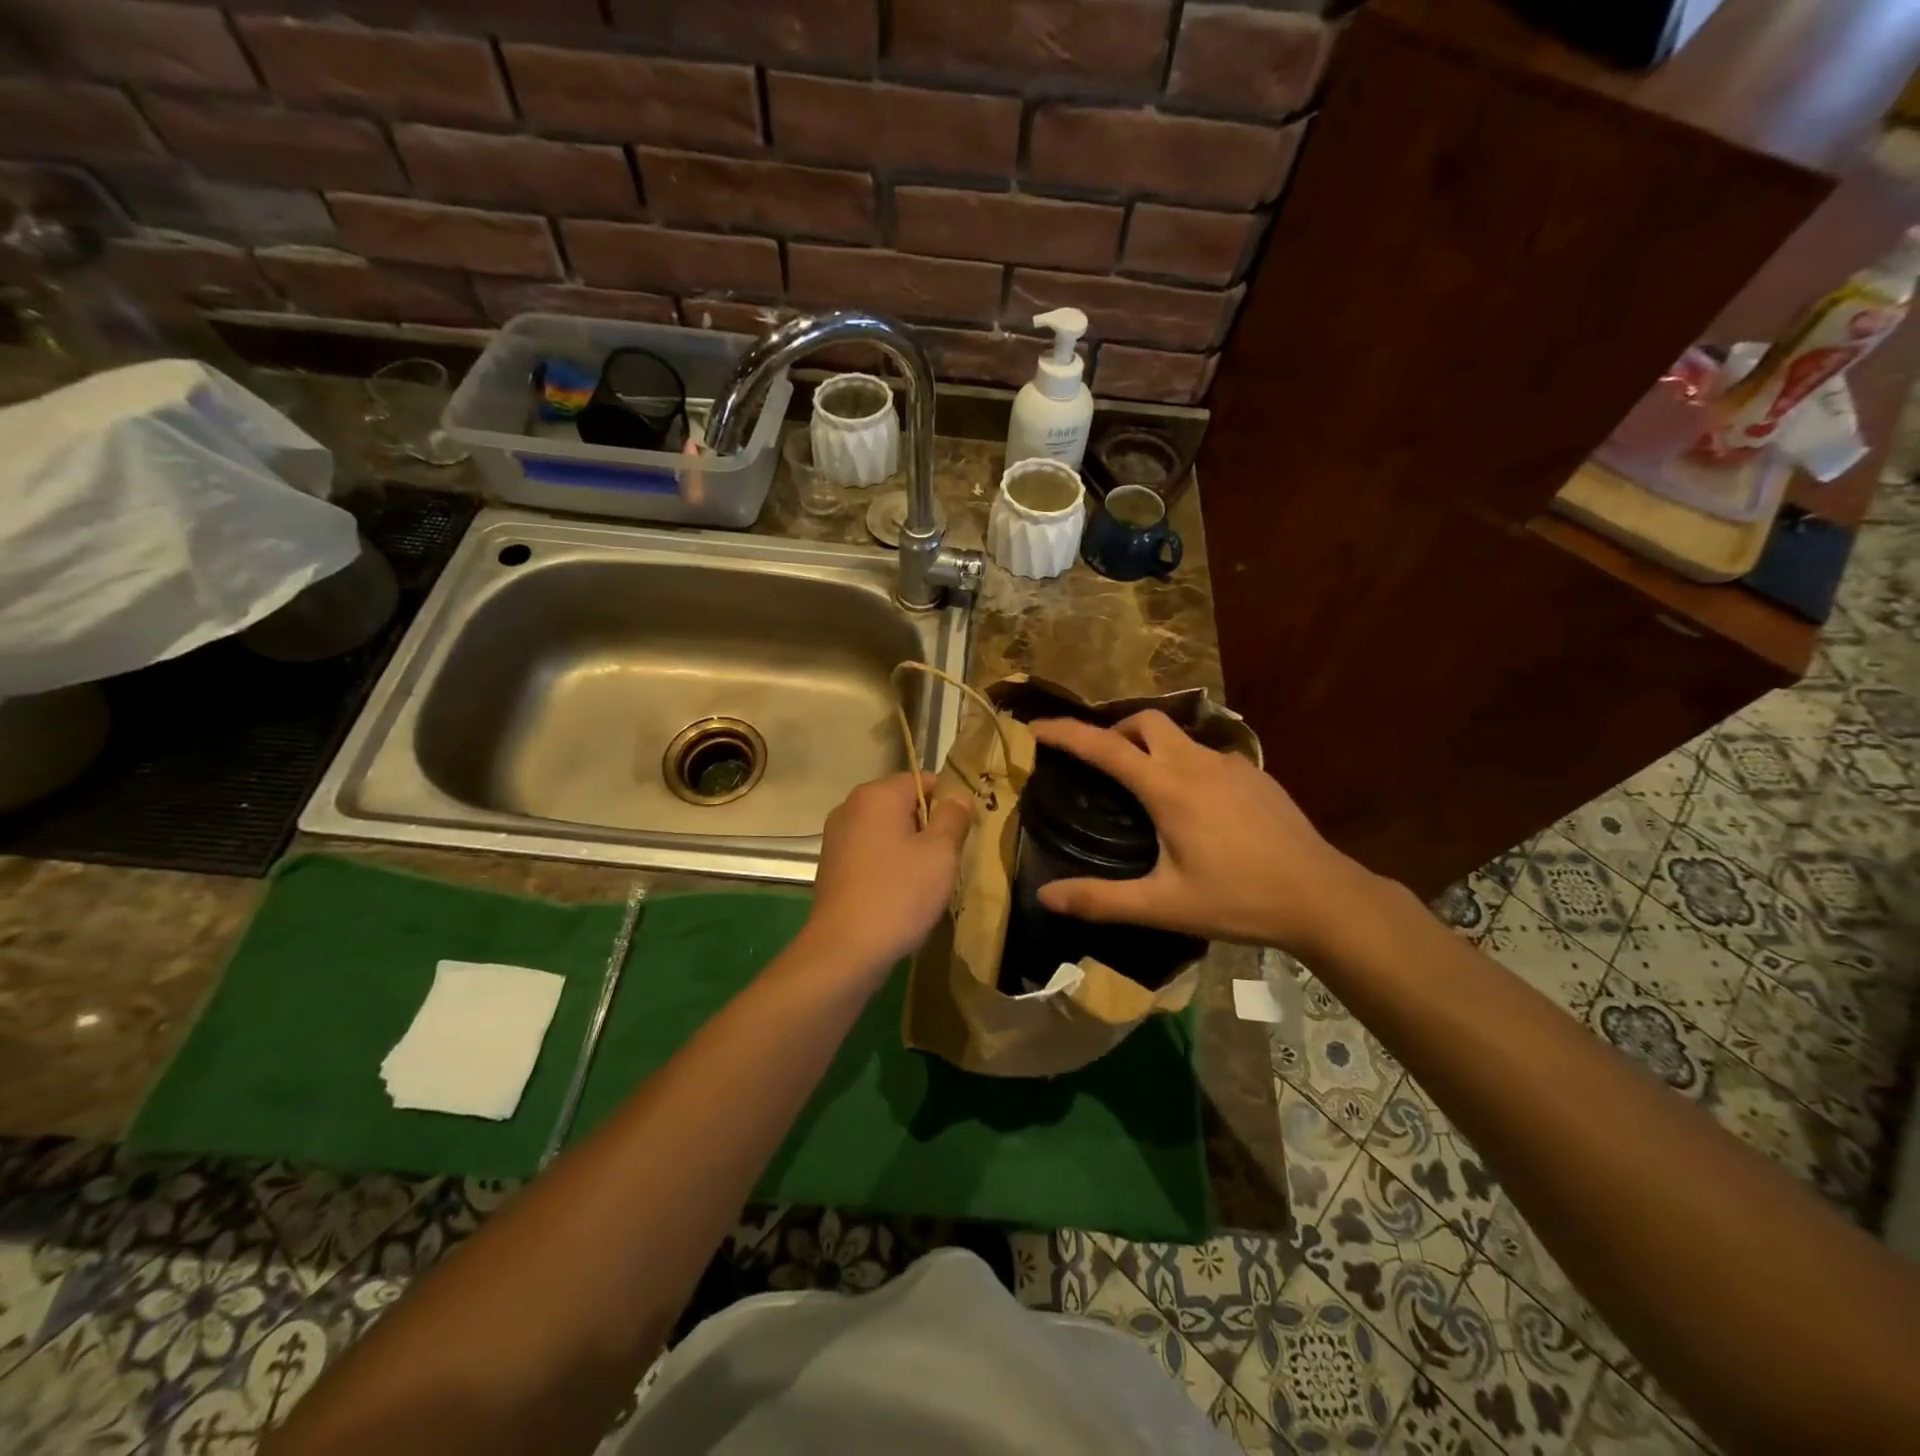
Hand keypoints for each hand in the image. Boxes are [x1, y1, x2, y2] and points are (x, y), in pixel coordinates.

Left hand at [806, 772, 974, 969]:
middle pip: (903, 805)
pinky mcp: (832, 866)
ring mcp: (837, 837)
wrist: (845, 950)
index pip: (923, 780)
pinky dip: (888, 865)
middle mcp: (851, 807)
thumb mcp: (940, 853)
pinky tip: (901, 893)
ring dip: (910, 849)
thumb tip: (958, 798)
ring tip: (927, 881)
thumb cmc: (898, 894)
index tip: (963, 833)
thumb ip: (953, 818)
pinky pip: (871, 853)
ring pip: (887, 831)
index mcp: (876, 795)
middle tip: (949, 859)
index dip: (949, 802)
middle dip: (929, 827)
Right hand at [1028, 712, 1377, 956]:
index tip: (1035, 728)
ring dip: (1150, 746)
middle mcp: (1196, 763)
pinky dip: (1184, 762)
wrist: (1322, 896)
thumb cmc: (1238, 899)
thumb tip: (1045, 897)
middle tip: (1099, 763)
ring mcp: (1231, 764)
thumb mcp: (1163, 906)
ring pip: (1178, 735)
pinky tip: (1194, 803)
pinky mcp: (1256, 774)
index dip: (1065, 733)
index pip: (1104, 747)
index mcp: (1168, 788)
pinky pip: (1207, 753)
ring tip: (1143, 784)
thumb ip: (1101, 901)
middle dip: (1114, 730)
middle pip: (1145, 721)